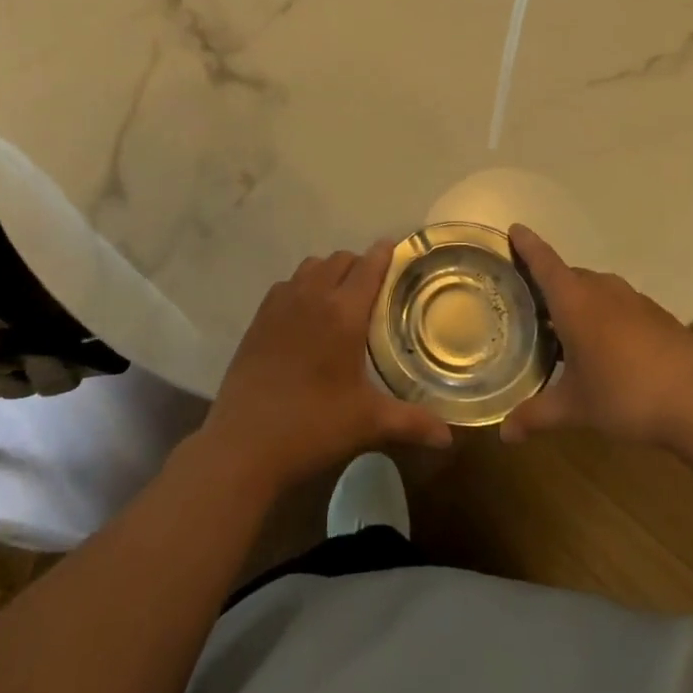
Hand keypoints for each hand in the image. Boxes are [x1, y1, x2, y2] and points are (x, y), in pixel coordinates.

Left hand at [199, 241, 452, 493]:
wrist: (244, 443)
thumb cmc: (313, 427)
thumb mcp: (367, 423)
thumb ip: (412, 423)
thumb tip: (449, 437)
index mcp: (343, 313)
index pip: (368, 266)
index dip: (384, 253)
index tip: (396, 248)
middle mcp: (312, 296)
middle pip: (340, 259)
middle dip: (359, 264)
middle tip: (373, 287)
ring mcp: (280, 304)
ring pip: (310, 267)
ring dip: (328, 272)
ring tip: (339, 297)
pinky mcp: (258, 318)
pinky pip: (286, 285)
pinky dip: (301, 287)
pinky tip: (305, 315)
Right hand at [502, 223, 692, 449]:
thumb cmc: (626, 395)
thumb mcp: (575, 408)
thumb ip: (536, 415)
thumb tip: (504, 434)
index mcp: (575, 300)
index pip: (543, 261)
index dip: (527, 244)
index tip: (514, 228)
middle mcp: (602, 289)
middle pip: (568, 276)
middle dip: (549, 285)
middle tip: (529, 305)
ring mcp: (634, 300)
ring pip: (596, 290)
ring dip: (579, 302)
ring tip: (565, 331)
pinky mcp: (658, 315)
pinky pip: (620, 305)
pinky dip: (605, 316)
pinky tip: (608, 349)